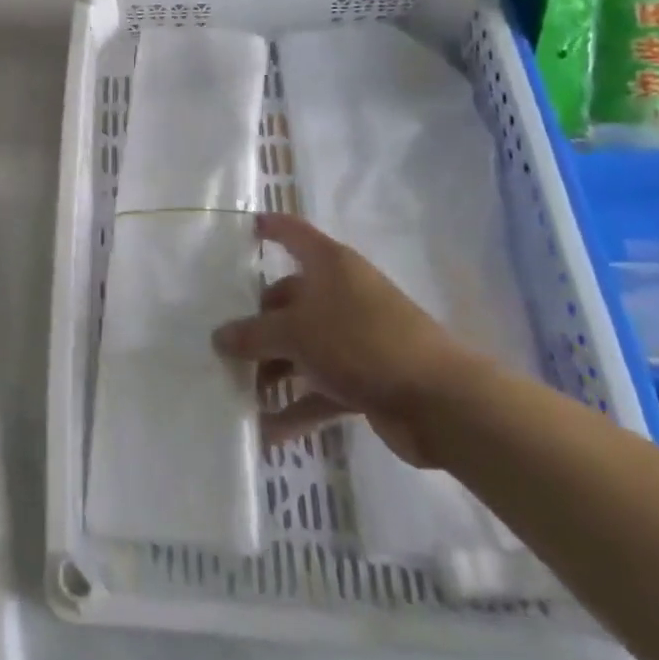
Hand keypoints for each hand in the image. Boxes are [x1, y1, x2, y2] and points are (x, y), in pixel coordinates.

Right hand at [212, 213, 480, 466]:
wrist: (440, 401)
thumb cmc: (361, 342)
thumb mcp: (296, 333)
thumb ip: (253, 335)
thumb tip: (218, 337)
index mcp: (330, 266)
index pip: (294, 234)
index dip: (271, 227)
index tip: (246, 227)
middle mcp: (342, 295)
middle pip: (289, 300)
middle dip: (257, 324)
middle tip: (222, 344)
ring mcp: (355, 338)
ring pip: (302, 347)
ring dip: (273, 371)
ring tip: (238, 392)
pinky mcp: (366, 378)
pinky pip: (320, 388)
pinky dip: (297, 408)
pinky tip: (268, 433)